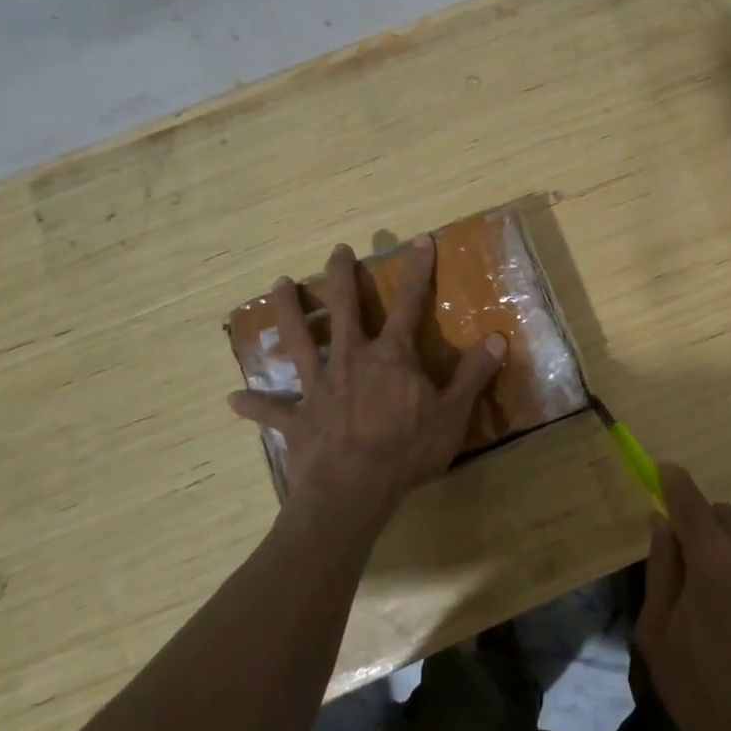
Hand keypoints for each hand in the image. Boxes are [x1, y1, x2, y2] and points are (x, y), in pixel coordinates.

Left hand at [227, 237, 504, 523]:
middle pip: (343, 308)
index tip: (419, 240)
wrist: (352, 490)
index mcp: (391, 356)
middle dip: (340, 276)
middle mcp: (351, 359)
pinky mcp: (297, 418)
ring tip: (277, 285)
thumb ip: (473, 375)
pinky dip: (254, 404)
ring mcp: (319, 386)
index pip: (409, 303)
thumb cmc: (407, 450)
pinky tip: (233, 399)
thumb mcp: (452, 414)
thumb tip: (497, 338)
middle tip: (336, 250)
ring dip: (288, 311)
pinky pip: (271, 410)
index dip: (417, 270)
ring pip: (299, 340)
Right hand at [637, 465, 730, 730]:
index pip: (689, 499)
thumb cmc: (708, 696)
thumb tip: (660, 522)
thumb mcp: (660, 636)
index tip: (658, 470)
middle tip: (681, 565)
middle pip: (721, 513)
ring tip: (711, 601)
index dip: (672, 480)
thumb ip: (660, 570)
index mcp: (714, 559)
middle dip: (698, 524)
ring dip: (723, 549)